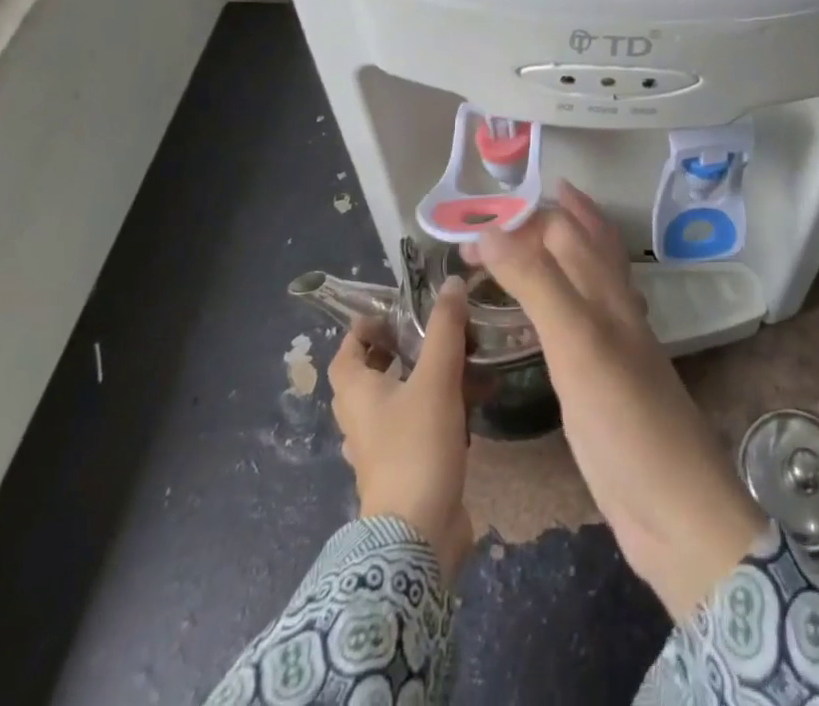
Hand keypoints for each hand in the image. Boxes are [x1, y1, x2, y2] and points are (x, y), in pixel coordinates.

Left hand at [327, 276, 473, 578]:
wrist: (419, 535)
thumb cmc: (417, 447)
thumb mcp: (436, 378)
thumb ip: (445, 329)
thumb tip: (452, 282)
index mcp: (357, 393)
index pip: (347, 351)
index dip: (365, 328)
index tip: (395, 311)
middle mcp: (361, 419)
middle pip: (370, 375)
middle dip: (398, 350)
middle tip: (431, 331)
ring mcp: (381, 449)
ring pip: (397, 401)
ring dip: (422, 380)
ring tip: (459, 361)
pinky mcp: (405, 470)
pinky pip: (417, 427)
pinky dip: (438, 410)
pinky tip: (471, 405)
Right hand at [474, 183, 766, 619]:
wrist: (675, 509)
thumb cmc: (625, 419)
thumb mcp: (576, 342)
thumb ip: (536, 282)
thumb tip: (492, 230)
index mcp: (607, 291)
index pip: (564, 230)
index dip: (520, 221)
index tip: (470, 231)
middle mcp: (613, 307)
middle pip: (582, 246)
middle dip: (545, 223)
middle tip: (497, 223)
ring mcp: (612, 344)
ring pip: (585, 280)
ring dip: (557, 254)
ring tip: (527, 241)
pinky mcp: (603, 381)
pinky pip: (579, 322)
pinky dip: (560, 302)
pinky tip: (551, 314)